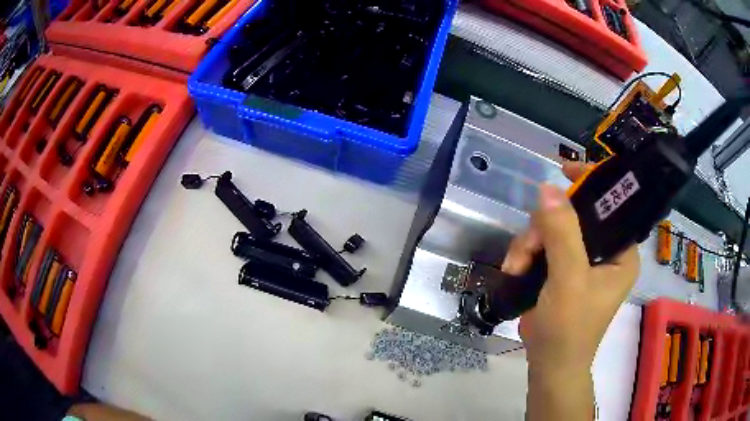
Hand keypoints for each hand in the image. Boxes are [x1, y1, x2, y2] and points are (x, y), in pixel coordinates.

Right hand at [501, 162, 639, 373]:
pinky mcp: (562, 269)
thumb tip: (547, 188)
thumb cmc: (570, 328)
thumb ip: (563, 233)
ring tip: (516, 266)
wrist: (549, 365)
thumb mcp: (568, 280)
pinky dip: (526, 254)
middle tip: (529, 248)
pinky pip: (543, 245)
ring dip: (530, 244)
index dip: (590, 183)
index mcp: (622, 252)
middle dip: (545, 228)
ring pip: (553, 228)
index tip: (564, 171)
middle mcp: (605, 252)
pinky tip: (515, 270)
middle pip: (575, 214)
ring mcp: (582, 260)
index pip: (612, 204)